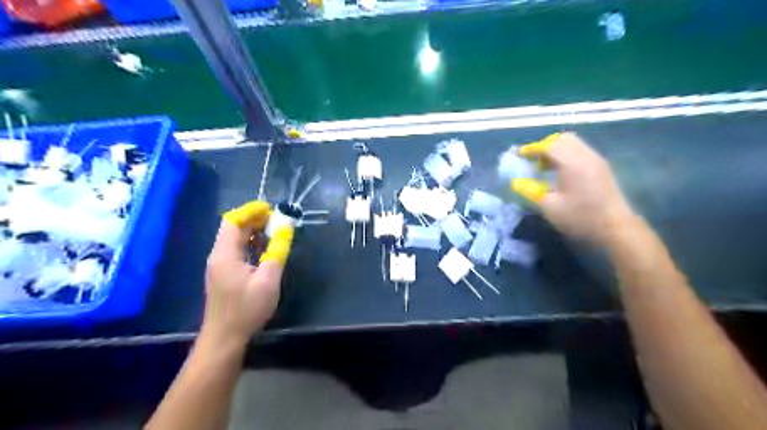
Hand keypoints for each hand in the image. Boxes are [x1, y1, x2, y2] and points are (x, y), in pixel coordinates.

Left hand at [202, 200, 293, 346]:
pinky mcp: (223, 273)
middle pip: (234, 228)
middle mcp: (218, 255)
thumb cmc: (247, 309)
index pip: (233, 221)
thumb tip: (286, 227)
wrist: (225, 337)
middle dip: (255, 220)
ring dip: (254, 232)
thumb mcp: (268, 279)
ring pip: (235, 239)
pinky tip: (265, 251)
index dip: (251, 210)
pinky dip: (251, 244)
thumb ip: (277, 251)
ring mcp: (219, 265)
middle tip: (278, 221)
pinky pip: (236, 250)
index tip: (272, 209)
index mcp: (225, 254)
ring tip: (275, 233)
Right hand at [511, 131, 631, 243]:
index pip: (548, 146)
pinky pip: (580, 151)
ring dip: (556, 149)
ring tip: (545, 166)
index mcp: (571, 162)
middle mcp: (585, 155)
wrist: (616, 228)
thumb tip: (515, 182)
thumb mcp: (549, 206)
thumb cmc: (579, 217)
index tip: (519, 155)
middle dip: (544, 146)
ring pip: (573, 143)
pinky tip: (561, 171)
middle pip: (562, 139)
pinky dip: (566, 154)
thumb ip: (530, 190)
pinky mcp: (601, 167)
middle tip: (533, 160)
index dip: (531, 149)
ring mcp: (596, 160)